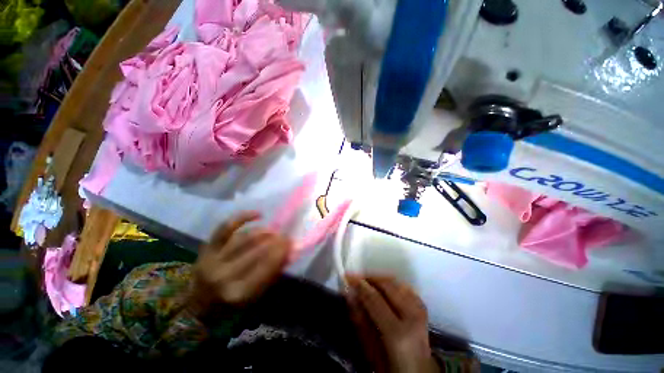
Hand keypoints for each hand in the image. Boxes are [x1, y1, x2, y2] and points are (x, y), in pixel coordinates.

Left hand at [189, 212, 291, 314]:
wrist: (196, 307)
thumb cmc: (230, 307)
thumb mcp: (255, 297)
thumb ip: (272, 274)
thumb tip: (288, 253)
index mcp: (238, 293)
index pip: (266, 266)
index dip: (281, 252)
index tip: (290, 243)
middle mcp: (224, 276)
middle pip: (256, 251)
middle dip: (275, 241)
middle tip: (285, 236)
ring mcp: (213, 260)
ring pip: (244, 238)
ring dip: (263, 232)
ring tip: (273, 231)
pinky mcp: (206, 250)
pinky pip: (225, 228)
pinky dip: (242, 218)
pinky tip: (257, 214)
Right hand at [345, 275, 438, 372]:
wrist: (419, 372)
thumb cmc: (392, 367)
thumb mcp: (370, 350)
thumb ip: (359, 321)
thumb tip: (349, 294)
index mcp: (398, 333)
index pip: (375, 300)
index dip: (360, 285)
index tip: (347, 276)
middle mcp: (412, 317)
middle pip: (388, 286)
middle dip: (369, 278)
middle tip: (355, 277)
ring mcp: (420, 310)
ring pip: (396, 283)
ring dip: (379, 279)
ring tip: (366, 282)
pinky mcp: (422, 306)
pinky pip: (403, 286)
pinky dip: (390, 283)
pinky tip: (382, 287)